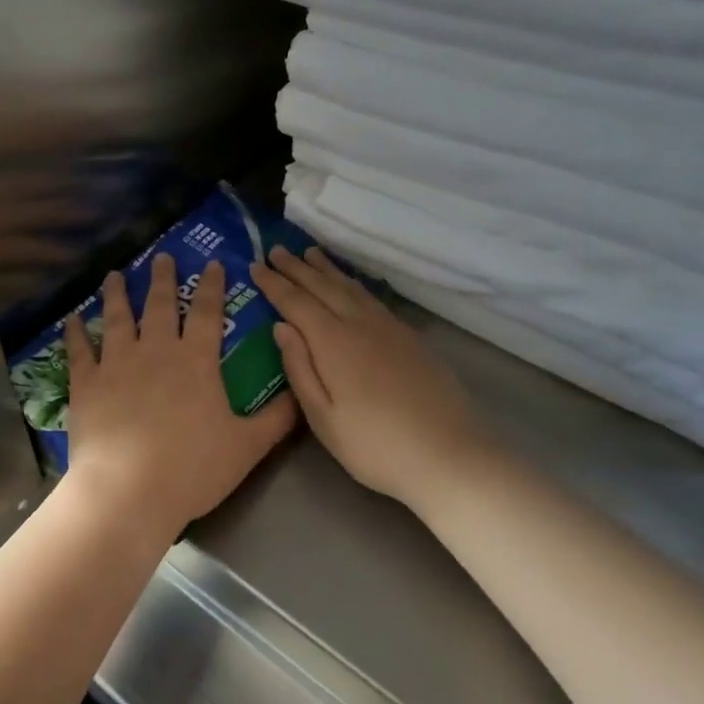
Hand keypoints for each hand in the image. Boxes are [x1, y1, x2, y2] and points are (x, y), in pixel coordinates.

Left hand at [63, 253, 297, 550]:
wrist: (128, 492)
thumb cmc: (192, 468)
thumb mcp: (247, 446)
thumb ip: (277, 418)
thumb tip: (300, 394)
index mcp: (196, 360)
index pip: (207, 312)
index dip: (212, 285)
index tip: (212, 262)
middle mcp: (155, 351)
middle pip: (159, 305)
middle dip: (162, 278)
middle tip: (161, 256)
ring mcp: (116, 364)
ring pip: (116, 318)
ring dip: (116, 294)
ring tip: (114, 275)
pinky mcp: (86, 384)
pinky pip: (80, 350)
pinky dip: (75, 332)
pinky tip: (72, 318)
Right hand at [252, 246, 491, 509]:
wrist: (449, 454)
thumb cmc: (375, 445)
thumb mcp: (323, 418)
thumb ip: (299, 368)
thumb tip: (280, 327)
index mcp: (333, 342)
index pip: (295, 302)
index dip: (274, 283)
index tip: (255, 266)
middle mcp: (360, 324)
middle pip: (323, 287)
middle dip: (296, 268)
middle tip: (275, 249)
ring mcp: (389, 328)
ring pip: (350, 287)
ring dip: (326, 269)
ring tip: (310, 253)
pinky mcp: (410, 337)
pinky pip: (371, 298)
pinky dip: (353, 283)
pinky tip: (350, 285)